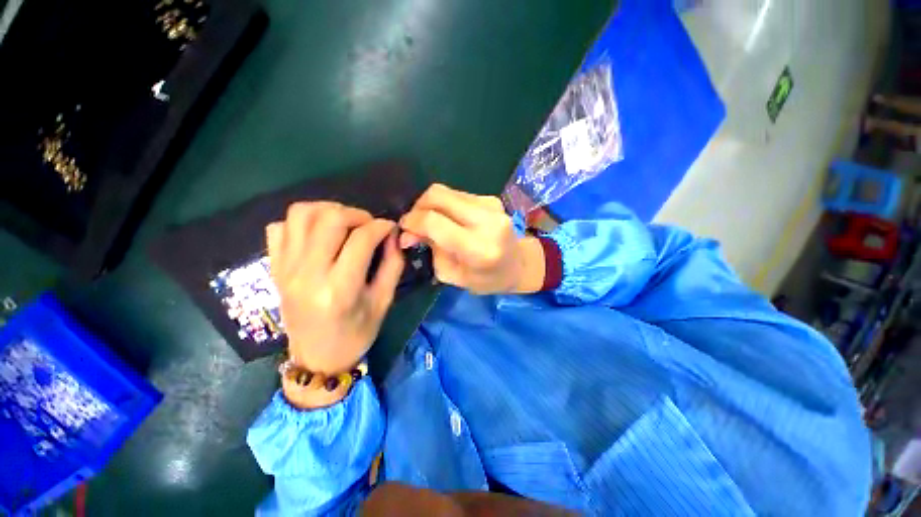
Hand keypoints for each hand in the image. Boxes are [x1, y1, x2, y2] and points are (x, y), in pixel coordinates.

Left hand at [267, 202, 403, 377]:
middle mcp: (307, 274)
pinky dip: (301, 222)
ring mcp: (285, 269)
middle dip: (357, 214)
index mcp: (339, 288)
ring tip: (345, 223)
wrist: (317, 358)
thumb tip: (393, 235)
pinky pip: (280, 227)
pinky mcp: (275, 268)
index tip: (391, 228)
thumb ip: (393, 264)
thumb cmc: (357, 333)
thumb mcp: (384, 301)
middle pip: (330, 219)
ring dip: (328, 210)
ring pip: (301, 214)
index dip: (382, 226)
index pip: (362, 239)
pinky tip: (319, 235)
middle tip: (370, 224)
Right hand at [399, 184, 544, 294]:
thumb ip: (429, 249)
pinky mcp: (491, 199)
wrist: (519, 264)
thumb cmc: (486, 279)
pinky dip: (445, 205)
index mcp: (478, 248)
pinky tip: (447, 219)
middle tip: (413, 223)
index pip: (435, 222)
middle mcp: (487, 221)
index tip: (404, 229)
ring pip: (446, 192)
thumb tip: (407, 231)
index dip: (412, 221)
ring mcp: (491, 206)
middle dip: (418, 207)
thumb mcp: (452, 274)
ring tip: (429, 222)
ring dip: (430, 205)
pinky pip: (457, 195)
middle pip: (438, 196)